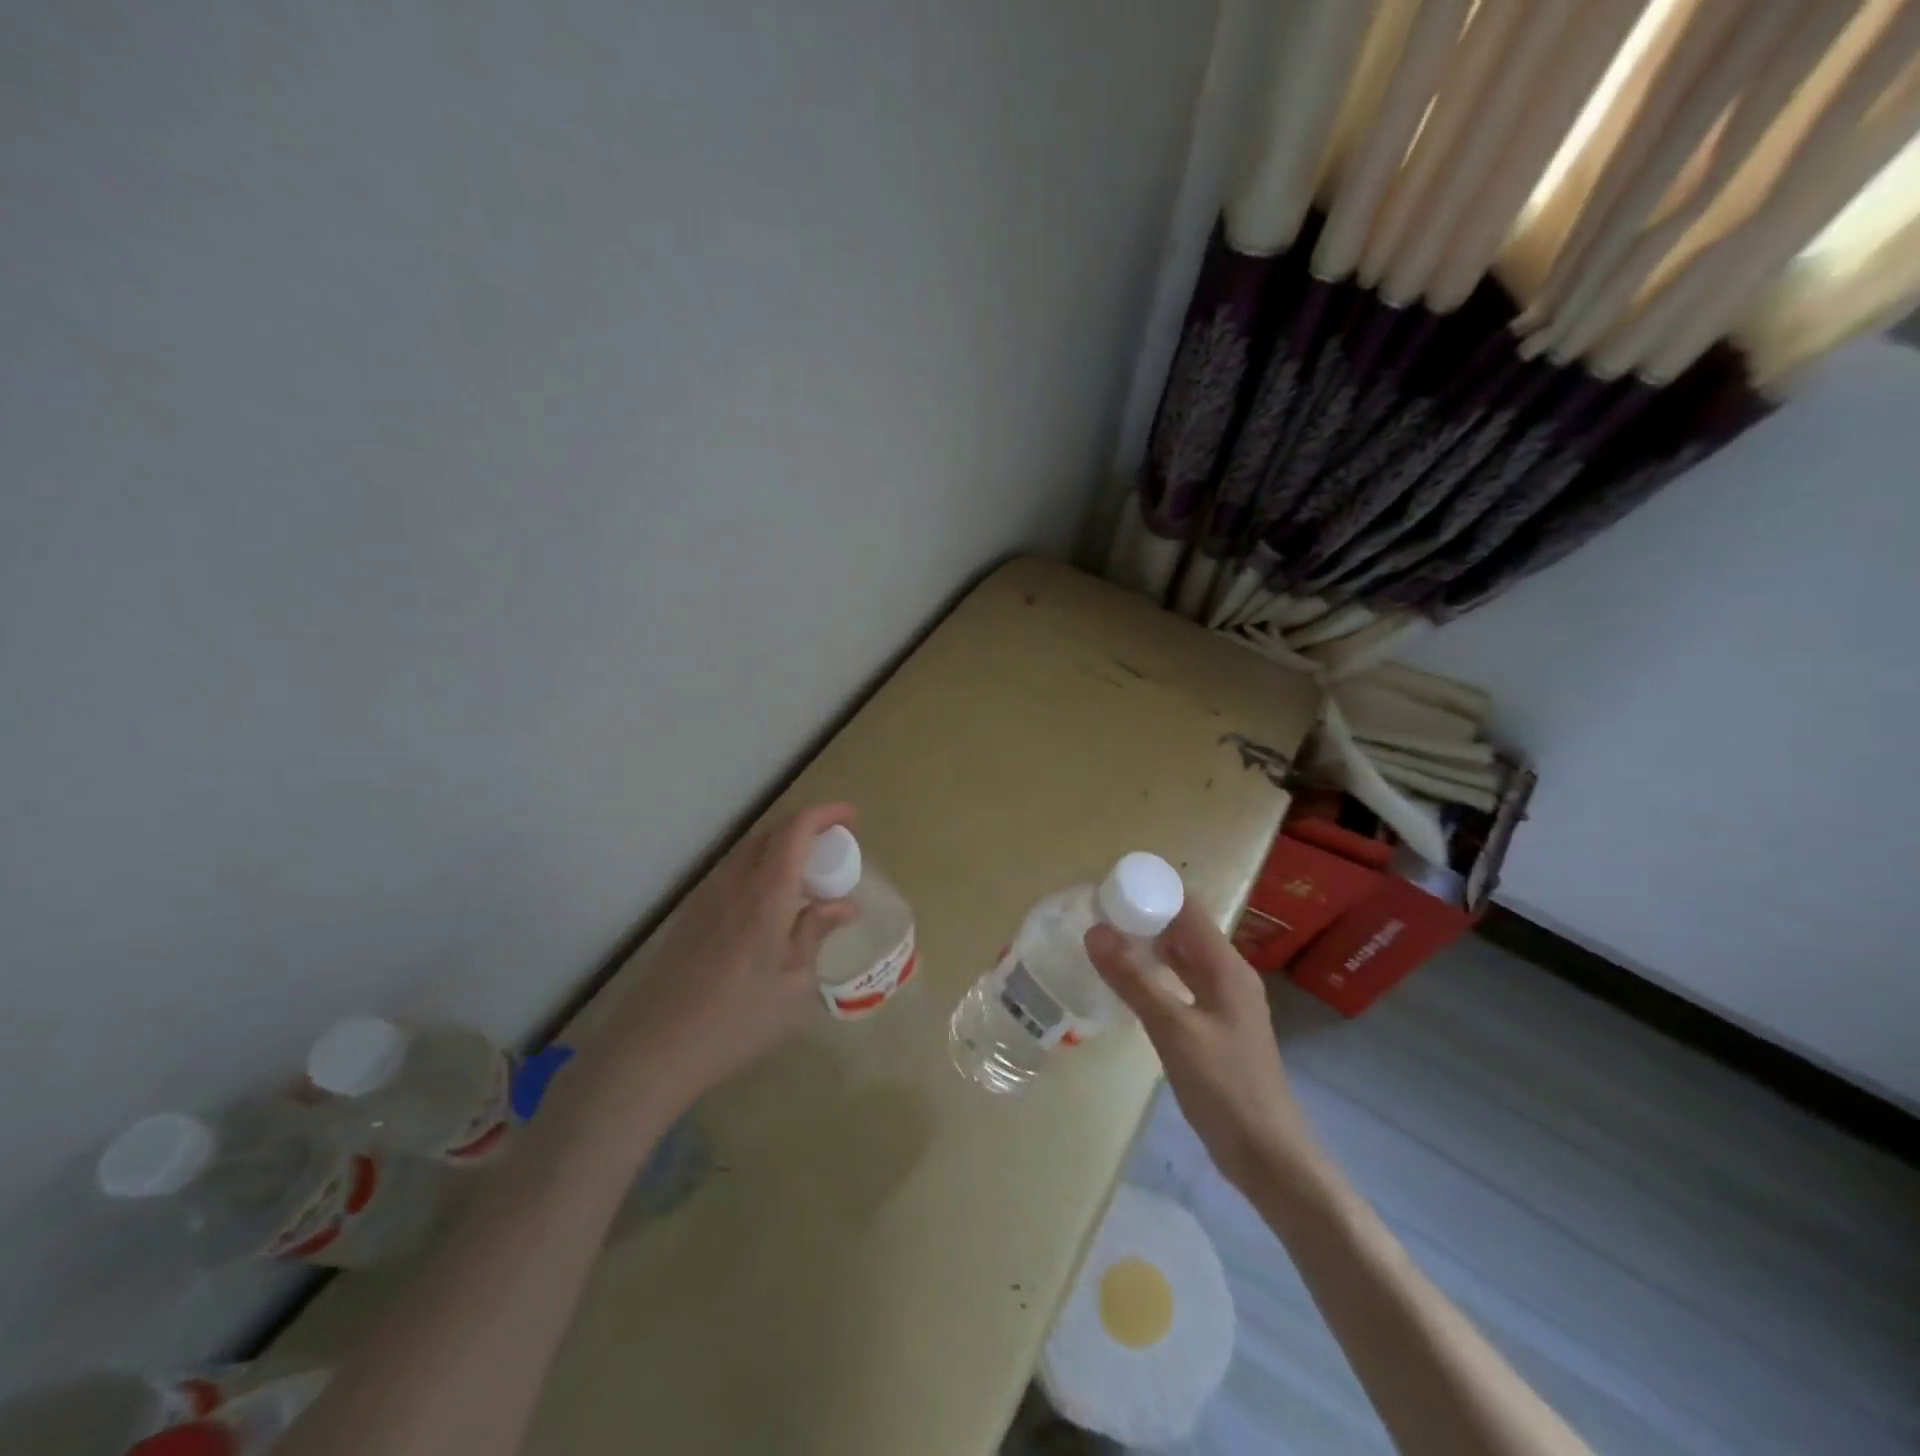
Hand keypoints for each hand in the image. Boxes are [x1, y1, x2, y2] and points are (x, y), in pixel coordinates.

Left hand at [589, 802, 859, 1113]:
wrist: (657, 1047)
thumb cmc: (740, 1018)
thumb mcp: (796, 984)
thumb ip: (817, 933)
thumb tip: (843, 905)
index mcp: (767, 893)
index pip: (797, 830)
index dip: (826, 814)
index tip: (853, 818)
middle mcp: (735, 882)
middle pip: (771, 832)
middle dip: (807, 829)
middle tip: (834, 848)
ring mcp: (707, 896)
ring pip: (749, 851)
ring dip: (781, 849)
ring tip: (806, 877)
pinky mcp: (690, 914)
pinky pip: (732, 873)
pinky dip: (760, 869)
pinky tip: (770, 905)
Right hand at [1085, 902, 1314, 1192]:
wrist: (1267, 1154)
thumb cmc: (1224, 1086)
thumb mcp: (1173, 1030)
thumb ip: (1133, 980)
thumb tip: (1094, 931)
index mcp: (1227, 967)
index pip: (1188, 909)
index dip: (1152, 892)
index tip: (1109, 889)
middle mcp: (1228, 976)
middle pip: (1184, 931)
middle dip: (1145, 917)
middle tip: (1098, 914)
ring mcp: (1223, 1003)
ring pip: (1182, 959)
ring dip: (1149, 947)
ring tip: (1105, 941)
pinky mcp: (1215, 1028)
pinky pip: (1182, 985)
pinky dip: (1155, 976)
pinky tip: (1127, 984)